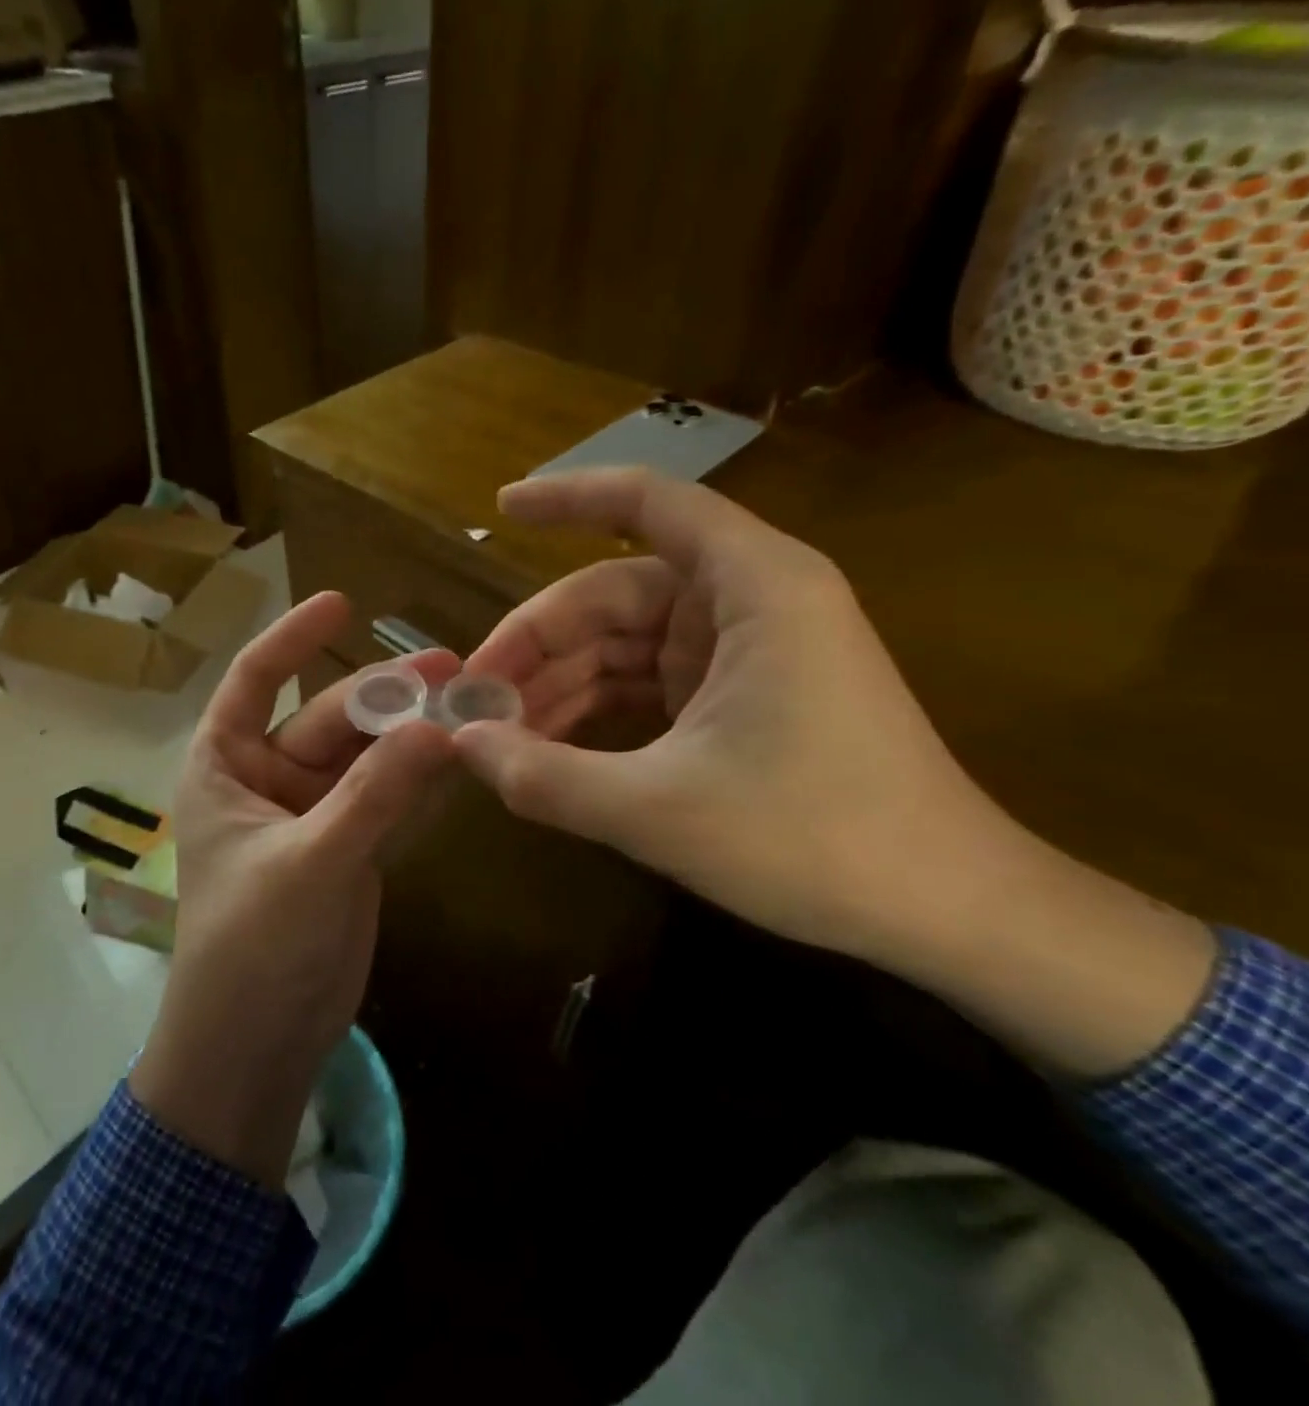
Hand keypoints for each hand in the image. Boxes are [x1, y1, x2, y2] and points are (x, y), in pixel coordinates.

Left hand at [130, 593, 456, 1186]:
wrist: (257, 1046)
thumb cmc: (253, 947)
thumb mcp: (311, 862)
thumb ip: (374, 794)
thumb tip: (438, 727)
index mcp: (224, 767)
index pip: (253, 680)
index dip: (293, 638)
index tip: (343, 602)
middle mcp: (265, 780)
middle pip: (328, 718)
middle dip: (384, 694)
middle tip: (452, 666)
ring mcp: (312, 815)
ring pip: (365, 757)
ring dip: (410, 733)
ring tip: (470, 702)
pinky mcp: (348, 849)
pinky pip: (386, 797)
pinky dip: (419, 778)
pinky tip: (461, 754)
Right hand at [456, 467, 1020, 962]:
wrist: (947, 911)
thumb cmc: (816, 841)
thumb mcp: (658, 811)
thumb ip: (545, 776)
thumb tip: (460, 744)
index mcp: (752, 589)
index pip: (647, 503)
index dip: (567, 497)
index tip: (498, 509)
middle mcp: (748, 602)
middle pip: (613, 593)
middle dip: (537, 642)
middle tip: (470, 697)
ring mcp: (743, 651)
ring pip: (623, 644)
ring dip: (558, 684)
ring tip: (495, 735)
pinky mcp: (738, 696)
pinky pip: (645, 684)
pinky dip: (594, 710)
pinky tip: (546, 748)